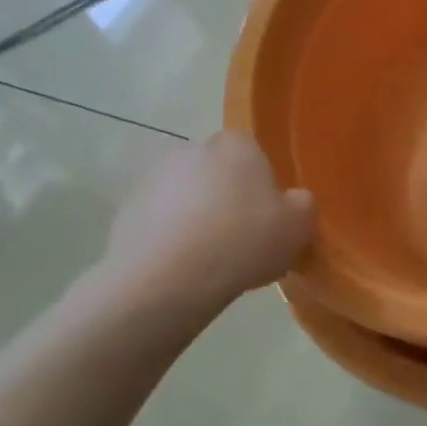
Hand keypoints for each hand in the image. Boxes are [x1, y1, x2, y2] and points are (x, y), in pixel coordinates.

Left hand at [93, 132, 313, 323]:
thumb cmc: (243, 242)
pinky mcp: (123, 211)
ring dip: (193, 216)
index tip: (265, 215)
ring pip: (183, 195)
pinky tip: (179, 268)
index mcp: (236, 145)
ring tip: (207, 259)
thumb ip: (302, 205)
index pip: (251, 151)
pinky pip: (156, 221)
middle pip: (215, 171)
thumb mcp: (298, 226)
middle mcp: (191, 149)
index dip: (259, 182)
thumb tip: (293, 201)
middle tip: (238, 237)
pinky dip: (167, 237)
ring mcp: (151, 179)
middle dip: (224, 196)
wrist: (166, 280)